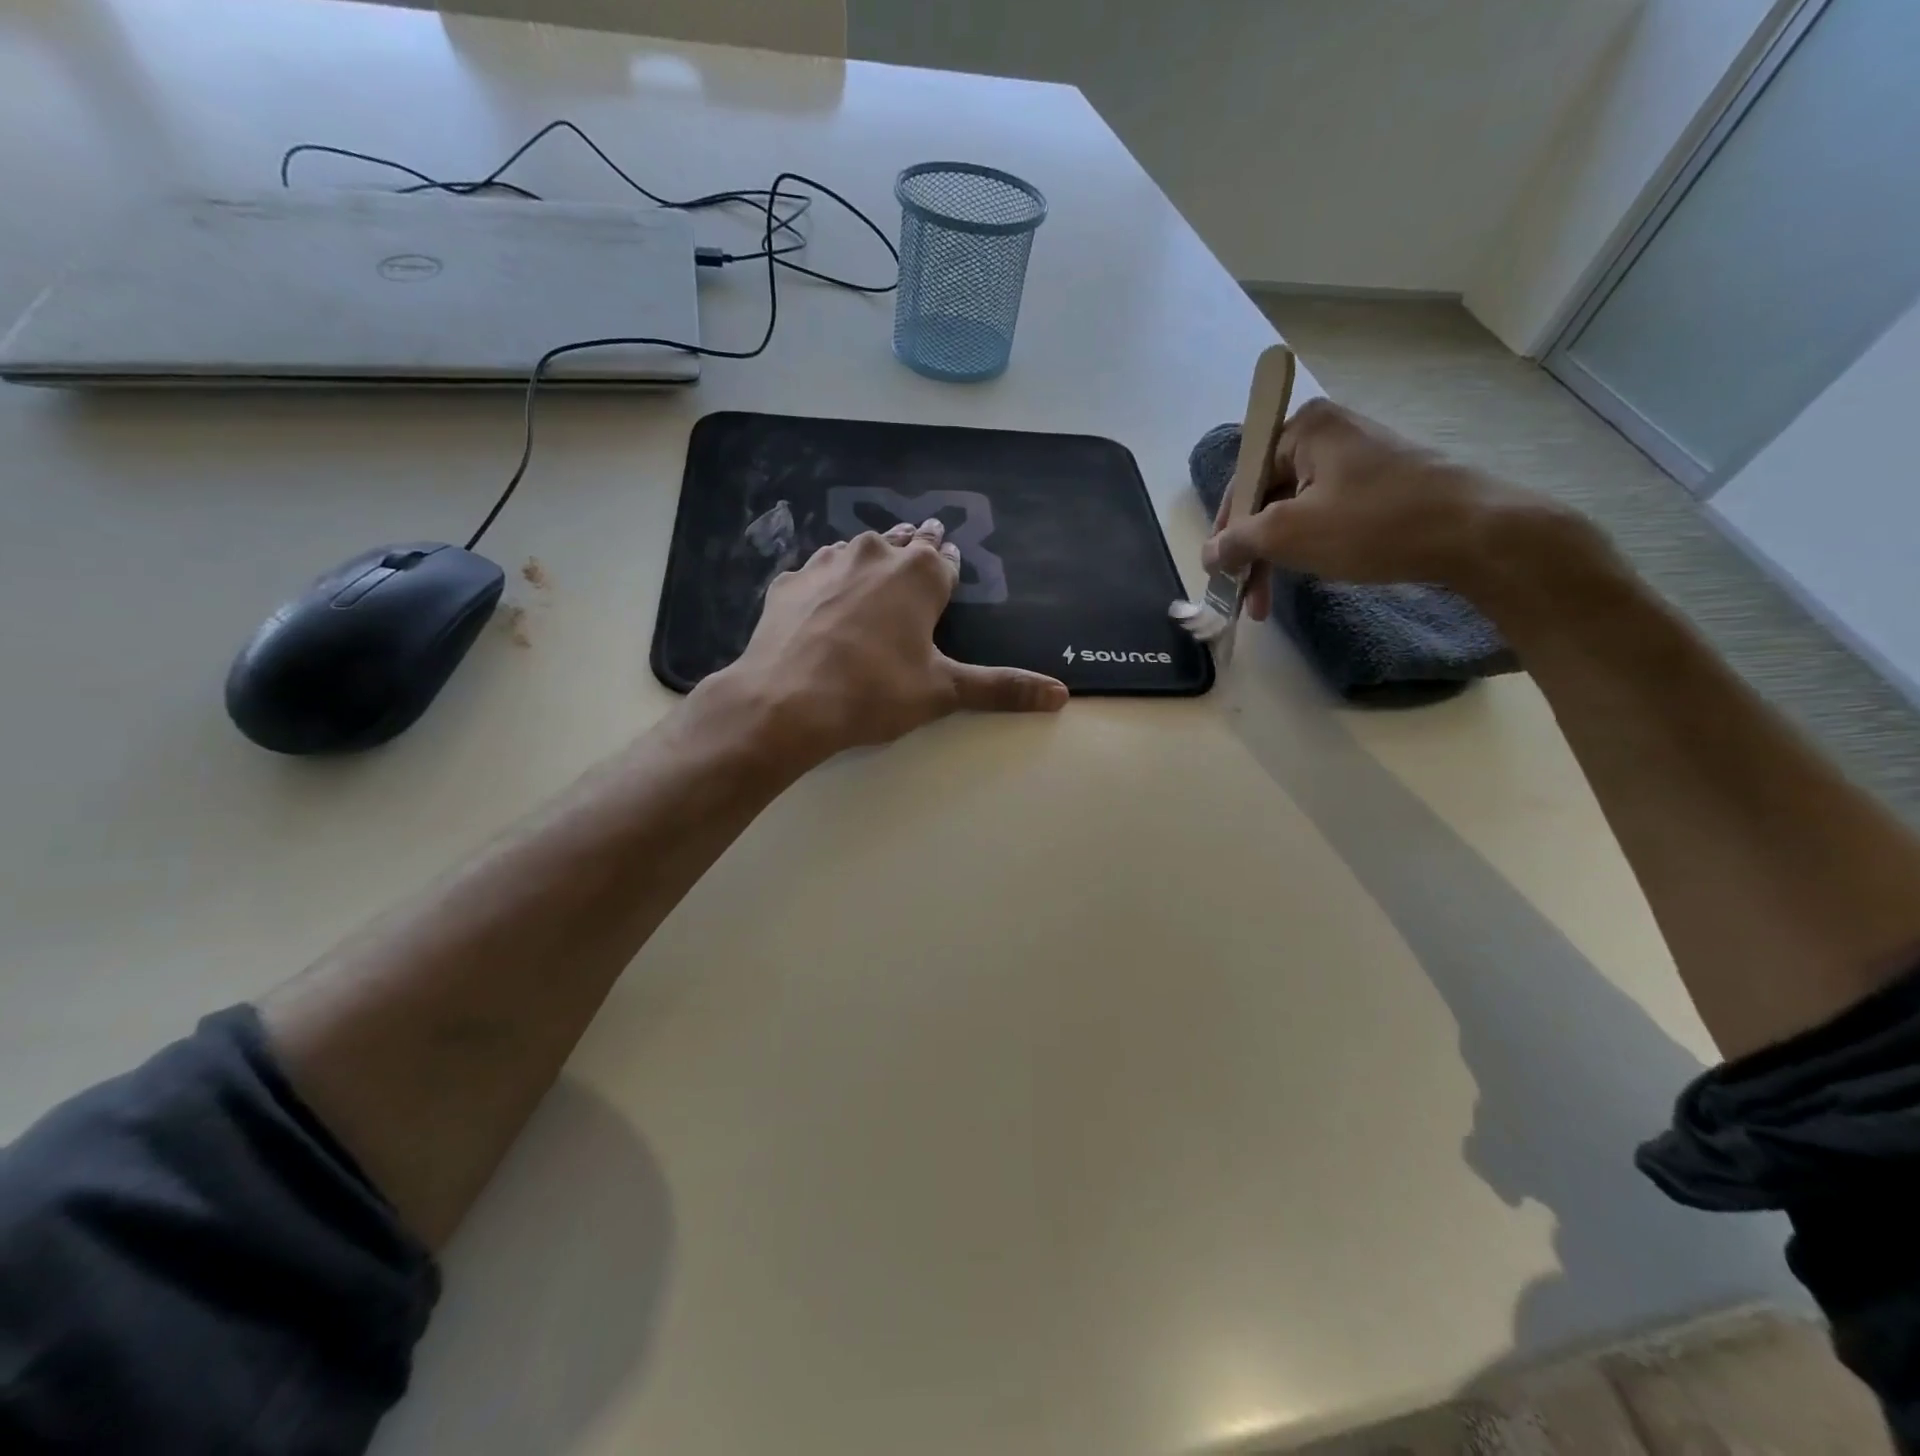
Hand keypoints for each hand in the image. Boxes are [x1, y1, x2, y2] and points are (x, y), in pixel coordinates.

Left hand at [709, 518, 1068, 764]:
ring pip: (858, 552)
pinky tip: (823, 609)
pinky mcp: (788, 582)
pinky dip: (826, 585)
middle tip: (917, 566)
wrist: (785, 702)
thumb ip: (1002, 688)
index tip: (949, 577)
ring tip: (872, 584)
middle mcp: (876, 553)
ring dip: (870, 564)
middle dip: (915, 554)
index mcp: (920, 573)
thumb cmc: (874, 692)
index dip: (951, 572)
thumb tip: (1061, 695)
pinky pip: (817, 575)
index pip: (947, 561)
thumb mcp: (944, 691)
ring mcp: (826, 562)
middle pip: (905, 544)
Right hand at [1202, 398, 1548, 617]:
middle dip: (1253, 552)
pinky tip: (1309, 575)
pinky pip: (1325, 514)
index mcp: (1304, 428)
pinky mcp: (1381, 483)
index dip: (1225, 531)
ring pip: (1295, 512)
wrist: (1475, 533)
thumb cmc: (1373, 525)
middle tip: (1245, 598)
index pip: (1242, 481)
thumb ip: (1238, 541)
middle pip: (1267, 498)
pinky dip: (1309, 547)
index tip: (1220, 574)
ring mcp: (1358, 457)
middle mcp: (1329, 433)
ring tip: (1269, 602)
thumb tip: (1208, 553)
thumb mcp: (1289, 533)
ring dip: (1277, 558)